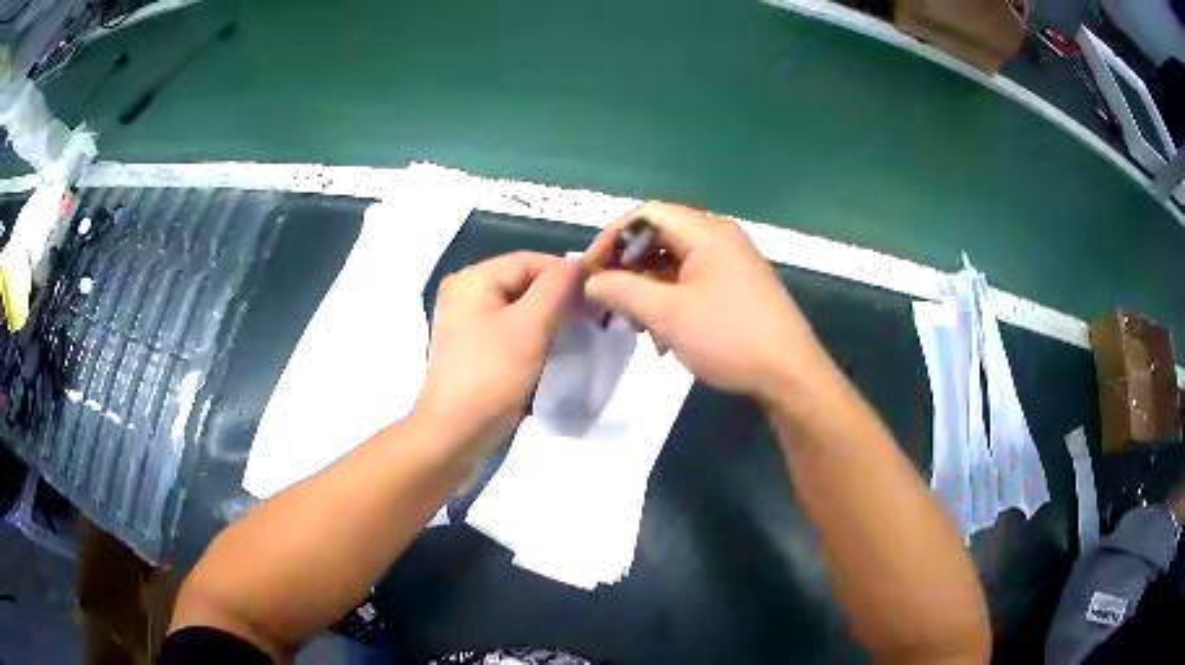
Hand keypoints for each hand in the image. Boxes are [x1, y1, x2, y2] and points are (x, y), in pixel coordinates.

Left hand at [415, 252, 579, 460]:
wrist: (454, 434)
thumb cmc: (491, 377)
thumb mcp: (530, 326)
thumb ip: (557, 287)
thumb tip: (579, 264)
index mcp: (473, 278)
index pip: (531, 260)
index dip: (567, 273)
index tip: (599, 296)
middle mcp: (464, 290)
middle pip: (523, 280)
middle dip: (558, 296)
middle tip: (591, 317)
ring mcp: (465, 319)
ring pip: (518, 304)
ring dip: (548, 315)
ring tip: (576, 332)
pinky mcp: (470, 344)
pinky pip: (508, 325)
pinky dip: (531, 331)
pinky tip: (550, 347)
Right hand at [584, 203, 825, 400]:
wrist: (790, 375)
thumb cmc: (729, 337)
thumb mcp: (667, 314)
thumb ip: (623, 291)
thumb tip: (591, 281)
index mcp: (706, 232)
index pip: (646, 214)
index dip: (611, 238)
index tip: (589, 271)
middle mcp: (720, 238)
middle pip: (660, 237)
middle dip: (628, 268)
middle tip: (608, 299)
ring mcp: (731, 263)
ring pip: (675, 264)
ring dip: (648, 290)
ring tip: (635, 326)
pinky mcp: (737, 288)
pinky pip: (692, 283)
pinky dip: (671, 302)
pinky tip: (664, 338)